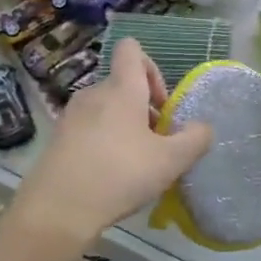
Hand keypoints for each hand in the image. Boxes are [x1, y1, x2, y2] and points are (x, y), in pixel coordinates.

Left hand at [0, 39, 212, 260]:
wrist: (57, 210)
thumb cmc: (119, 175)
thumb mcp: (171, 161)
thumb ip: (195, 139)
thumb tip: (203, 127)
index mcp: (121, 88)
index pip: (131, 49)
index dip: (151, 67)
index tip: (161, 104)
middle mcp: (93, 93)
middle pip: (122, 85)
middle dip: (144, 108)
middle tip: (156, 143)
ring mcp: (71, 115)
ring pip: (105, 109)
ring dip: (124, 127)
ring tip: (135, 164)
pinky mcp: (57, 139)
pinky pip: (88, 129)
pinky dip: (103, 143)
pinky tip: (110, 176)